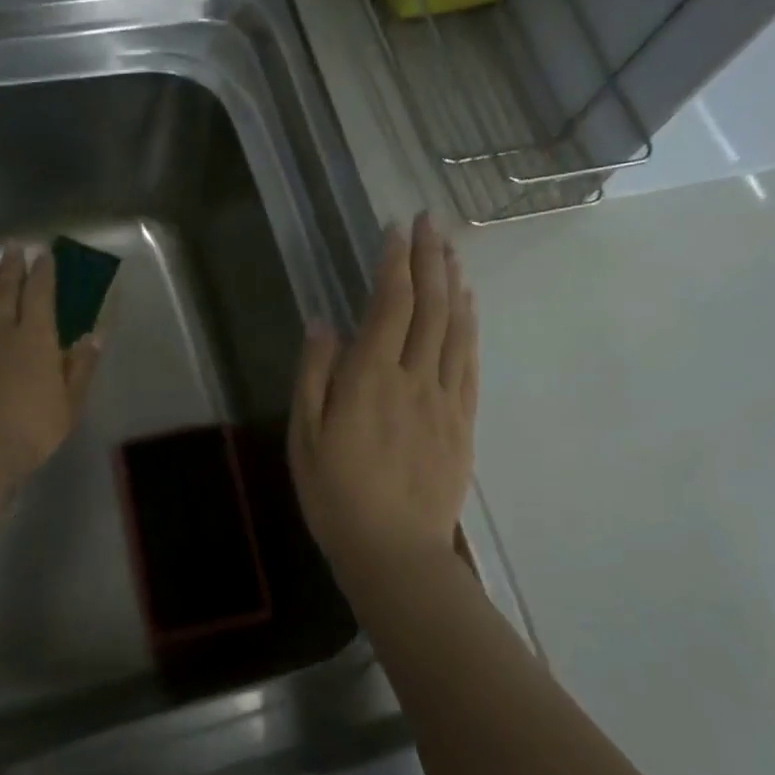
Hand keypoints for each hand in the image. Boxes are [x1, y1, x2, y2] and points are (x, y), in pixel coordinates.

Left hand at [0, 244, 101, 489]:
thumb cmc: (29, 429)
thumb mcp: (69, 404)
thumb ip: (80, 367)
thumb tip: (95, 335)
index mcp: (36, 338)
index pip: (41, 294)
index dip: (44, 272)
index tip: (45, 253)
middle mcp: (2, 329)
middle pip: (7, 289)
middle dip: (13, 266)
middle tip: (14, 245)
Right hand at [288, 214, 478, 579]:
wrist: (395, 552)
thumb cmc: (336, 496)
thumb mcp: (304, 437)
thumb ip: (314, 375)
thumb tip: (323, 322)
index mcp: (370, 379)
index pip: (389, 305)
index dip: (394, 263)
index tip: (395, 230)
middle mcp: (413, 378)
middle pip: (429, 306)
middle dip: (429, 258)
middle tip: (428, 221)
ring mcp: (445, 398)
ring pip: (456, 327)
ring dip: (454, 282)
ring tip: (450, 249)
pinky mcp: (463, 420)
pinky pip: (470, 362)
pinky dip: (471, 325)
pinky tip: (469, 305)